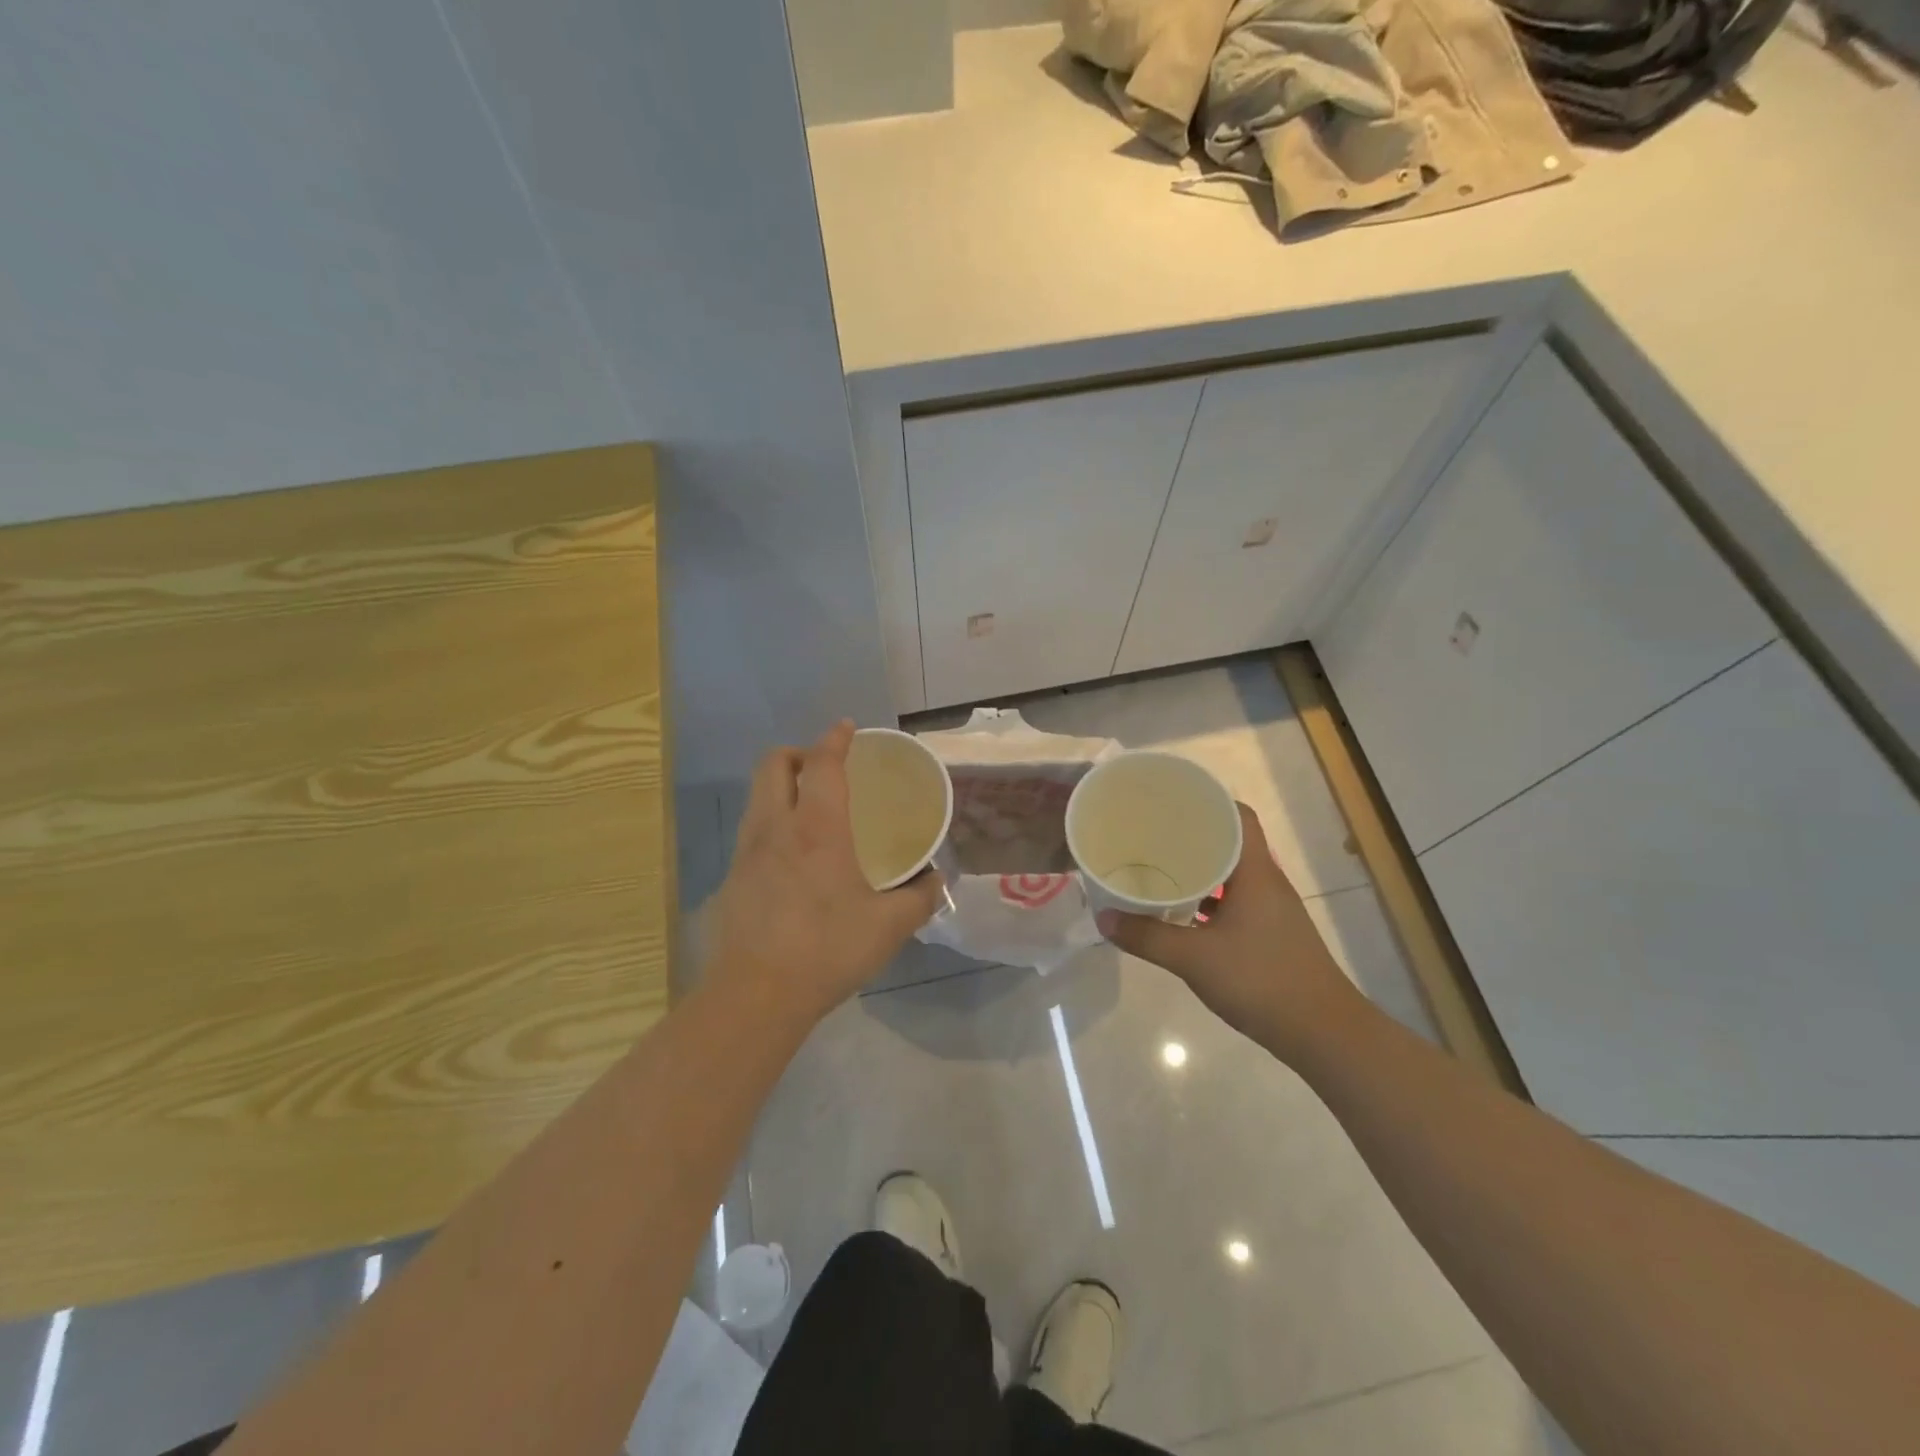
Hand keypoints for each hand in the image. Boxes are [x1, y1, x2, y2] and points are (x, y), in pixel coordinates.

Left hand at [700, 721, 944, 1027]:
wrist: (755, 995)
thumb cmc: (828, 949)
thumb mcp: (889, 927)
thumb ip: (920, 898)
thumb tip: (936, 880)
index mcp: (817, 828)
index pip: (822, 764)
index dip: (835, 739)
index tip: (847, 728)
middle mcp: (776, 827)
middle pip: (773, 764)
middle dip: (798, 753)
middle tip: (824, 769)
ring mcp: (746, 851)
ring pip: (756, 795)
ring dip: (781, 786)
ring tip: (809, 809)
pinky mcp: (731, 878)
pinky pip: (751, 831)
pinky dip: (771, 823)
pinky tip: (791, 858)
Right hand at [1098, 803, 1361, 1061]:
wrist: (1323, 1034)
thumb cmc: (1262, 981)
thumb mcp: (1194, 958)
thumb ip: (1147, 937)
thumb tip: (1103, 919)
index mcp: (1255, 873)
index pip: (1238, 816)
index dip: (1208, 801)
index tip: (1171, 800)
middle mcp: (1266, 883)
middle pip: (1231, 842)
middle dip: (1193, 834)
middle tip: (1152, 832)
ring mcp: (1271, 911)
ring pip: (1231, 875)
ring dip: (1200, 870)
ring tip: (1158, 866)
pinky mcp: (1270, 935)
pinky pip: (1234, 902)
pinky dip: (1209, 900)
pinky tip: (1181, 912)